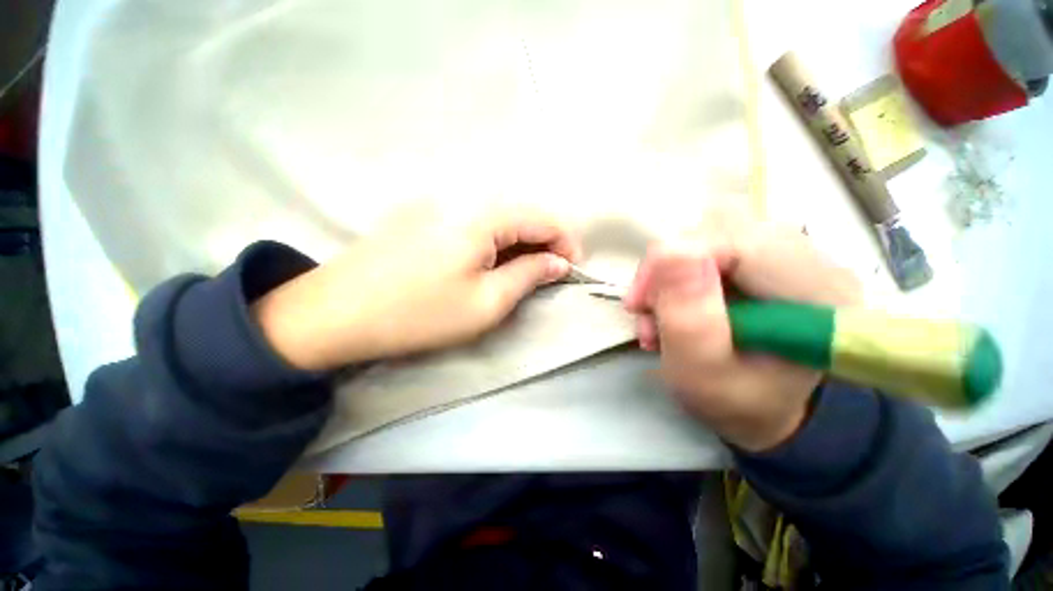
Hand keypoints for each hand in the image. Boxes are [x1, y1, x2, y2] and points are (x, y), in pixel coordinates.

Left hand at [252, 205, 579, 370]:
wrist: (336, 314)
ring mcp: (437, 202)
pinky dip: (492, 240)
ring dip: (518, 242)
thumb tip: (558, 262)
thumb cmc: (420, 313)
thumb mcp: (487, 302)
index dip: (565, 242)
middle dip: (543, 243)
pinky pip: (473, 221)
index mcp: (482, 214)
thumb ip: (529, 275)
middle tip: (549, 274)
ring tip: (522, 272)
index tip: (573, 268)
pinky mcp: (422, 215)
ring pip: (497, 218)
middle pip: (520, 214)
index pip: (542, 218)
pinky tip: (488, 262)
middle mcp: (462, 197)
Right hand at [624, 211, 861, 450]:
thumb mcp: (703, 374)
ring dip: (668, 275)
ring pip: (707, 236)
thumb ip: (688, 318)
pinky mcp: (761, 258)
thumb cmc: (736, 402)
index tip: (639, 299)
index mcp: (818, 294)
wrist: (759, 407)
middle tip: (644, 310)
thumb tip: (670, 250)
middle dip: (667, 270)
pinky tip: (668, 308)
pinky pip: (707, 247)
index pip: (740, 241)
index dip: (676, 260)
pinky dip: (675, 277)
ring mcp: (786, 254)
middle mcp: (812, 260)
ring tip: (655, 317)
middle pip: (721, 231)